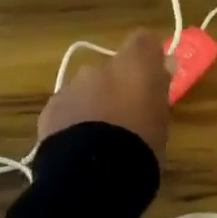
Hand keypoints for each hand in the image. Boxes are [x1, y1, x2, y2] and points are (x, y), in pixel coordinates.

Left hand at [38, 29, 172, 157]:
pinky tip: (79, 147)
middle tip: (128, 117)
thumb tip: (165, 66)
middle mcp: (101, 67)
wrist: (92, 177)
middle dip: (118, 86)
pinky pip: (67, 107)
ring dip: (95, 103)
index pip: (145, 40)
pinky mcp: (51, 109)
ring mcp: (72, 86)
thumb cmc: (140, 147)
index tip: (154, 77)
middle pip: (113, 67)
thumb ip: (160, 89)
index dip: (149, 56)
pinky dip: (74, 120)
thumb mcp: (162, 120)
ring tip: (101, 138)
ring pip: (87, 87)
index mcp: (135, 65)